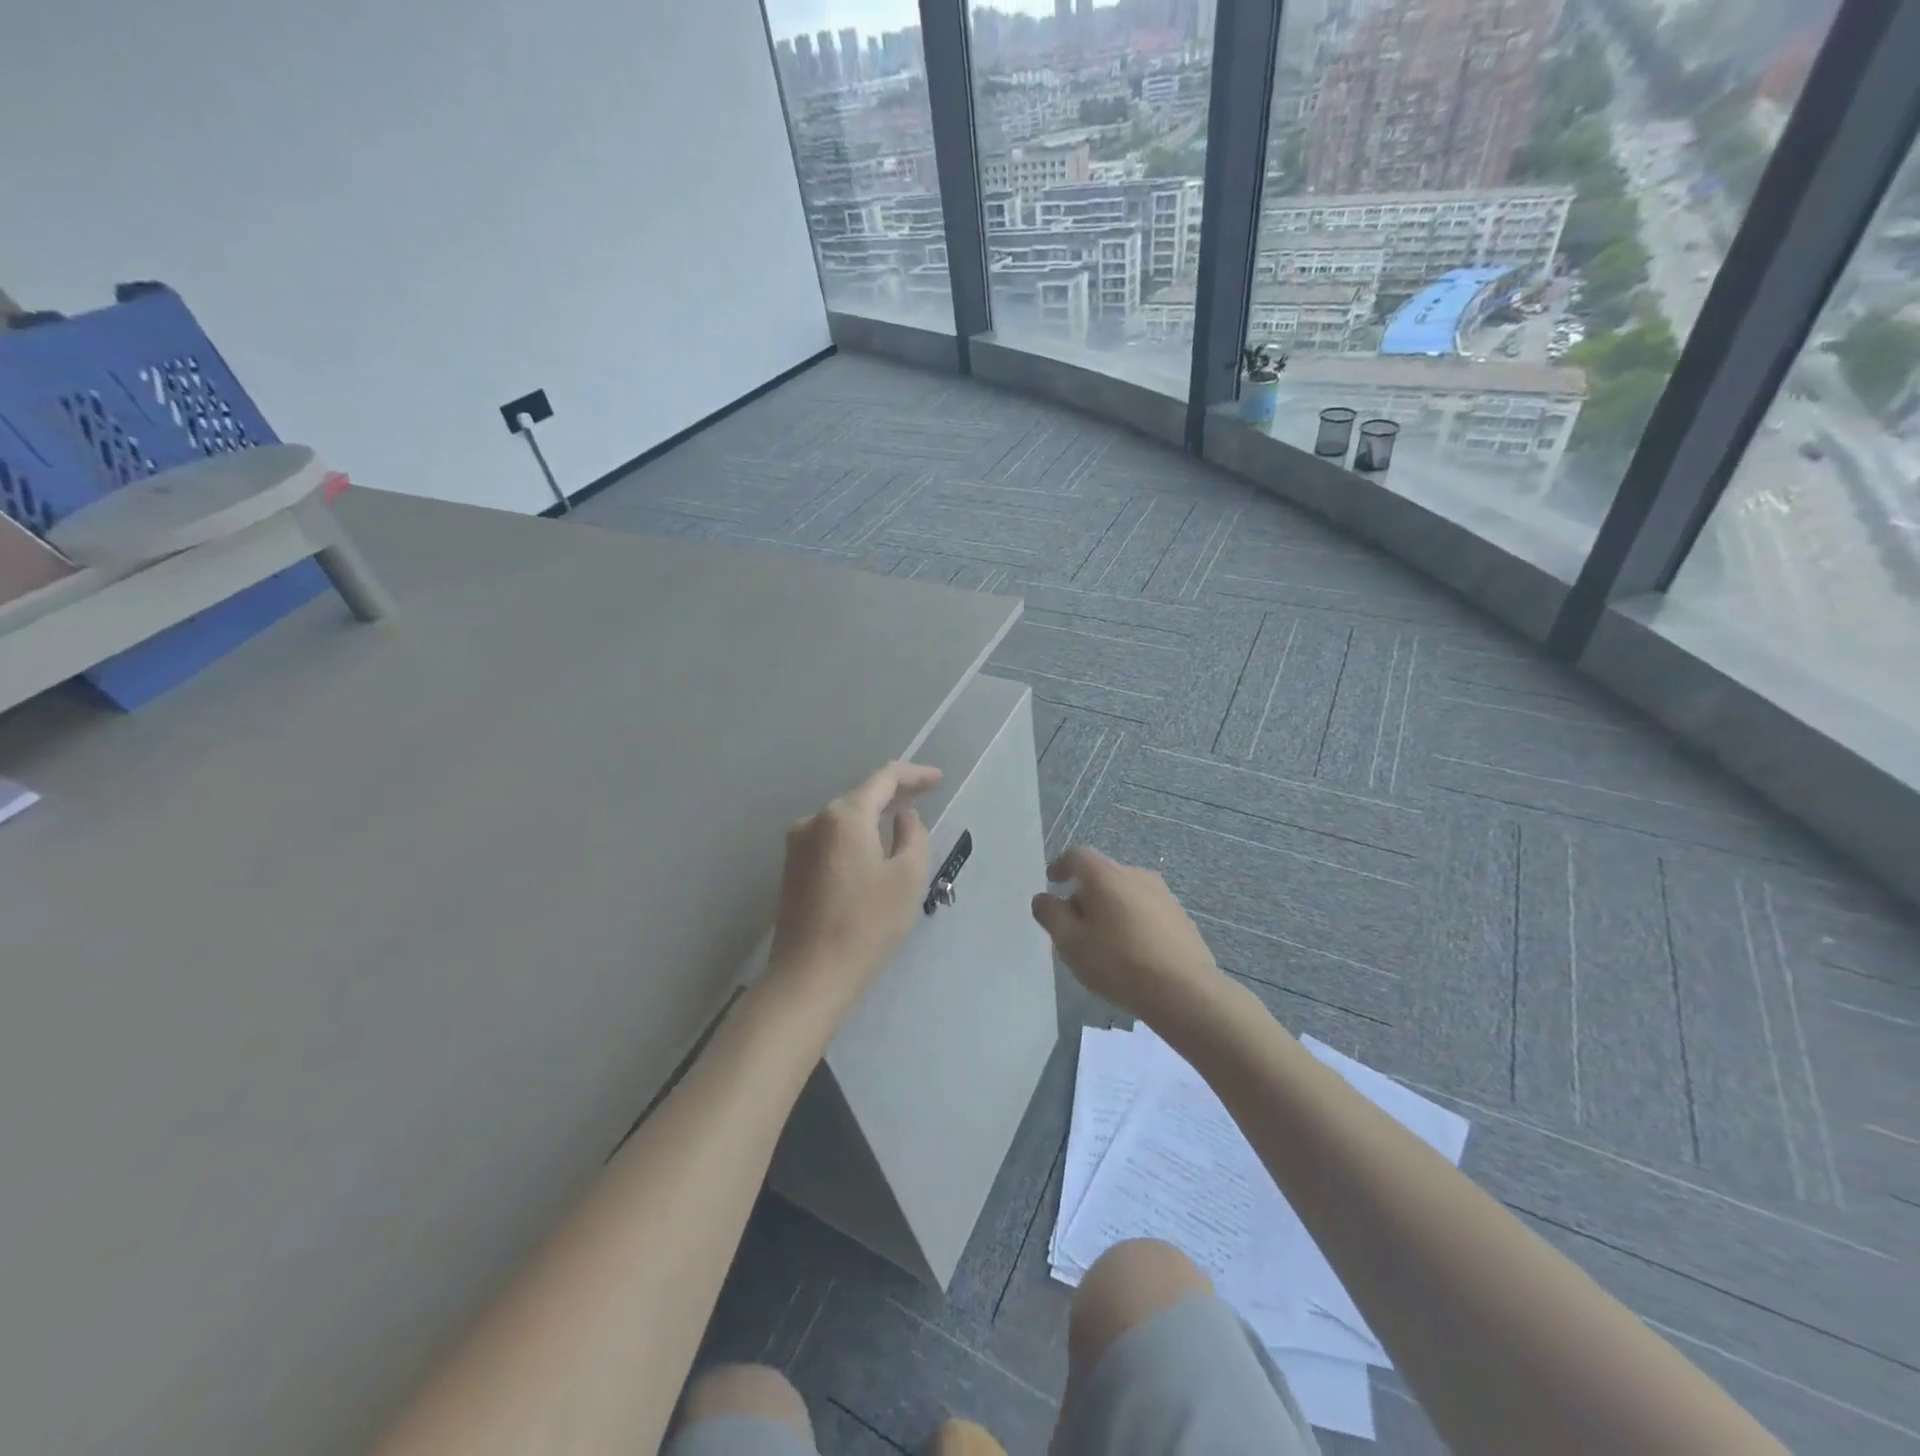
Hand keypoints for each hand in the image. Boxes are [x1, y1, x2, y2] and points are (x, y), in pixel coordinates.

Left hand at [768, 761, 942, 1014]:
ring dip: (874, 817)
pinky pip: (831, 839)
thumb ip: (913, 835)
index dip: (914, 775)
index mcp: (844, 816)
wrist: (810, 976)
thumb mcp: (908, 878)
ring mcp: (798, 845)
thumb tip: (902, 818)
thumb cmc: (867, 925)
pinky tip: (872, 847)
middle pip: (861, 796)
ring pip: (844, 819)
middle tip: (926, 794)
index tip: (938, 779)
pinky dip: (856, 836)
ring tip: (902, 820)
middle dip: (895, 794)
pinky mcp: (792, 868)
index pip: (884, 779)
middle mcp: (814, 820)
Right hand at [1030, 846, 1223, 1024]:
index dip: (1061, 866)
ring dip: (1111, 910)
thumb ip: (1051, 915)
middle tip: (1074, 925)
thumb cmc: (1118, 962)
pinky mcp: (1182, 919)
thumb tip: (1044, 898)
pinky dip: (1133, 923)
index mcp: (1106, 875)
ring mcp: (1164, 896)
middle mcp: (1137, 875)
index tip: (1052, 882)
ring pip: (1127, 894)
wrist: (1184, 991)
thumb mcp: (1071, 942)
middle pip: (1103, 875)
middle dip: (1085, 894)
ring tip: (1103, 943)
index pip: (1078, 856)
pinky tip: (1132, 954)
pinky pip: (1147, 912)